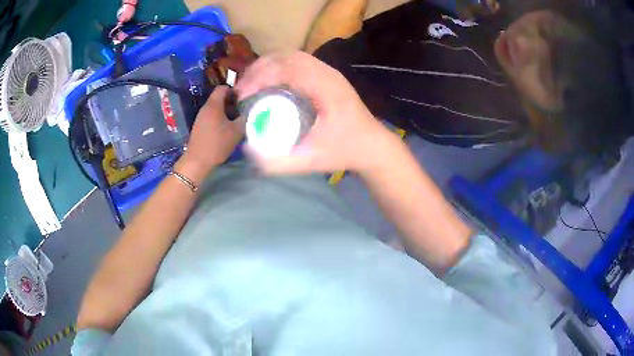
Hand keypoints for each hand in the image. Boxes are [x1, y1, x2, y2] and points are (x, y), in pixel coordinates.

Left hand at [175, 86, 244, 184]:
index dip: (234, 90)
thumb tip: (250, 111)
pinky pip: (211, 117)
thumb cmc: (217, 143)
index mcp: (214, 105)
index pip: (222, 88)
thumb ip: (244, 118)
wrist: (197, 161)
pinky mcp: (199, 127)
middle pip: (219, 98)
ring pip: (215, 108)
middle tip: (243, 110)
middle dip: (232, 102)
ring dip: (226, 112)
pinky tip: (227, 129)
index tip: (243, 98)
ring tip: (236, 120)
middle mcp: (206, 108)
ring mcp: (201, 117)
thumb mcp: (236, 131)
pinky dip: (220, 119)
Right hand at [236, 51, 394, 174]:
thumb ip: (279, 162)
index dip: (260, 78)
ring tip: (250, 84)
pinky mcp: (326, 76)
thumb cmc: (345, 151)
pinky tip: (269, 82)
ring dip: (267, 66)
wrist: (372, 146)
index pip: (286, 69)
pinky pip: (298, 63)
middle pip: (286, 57)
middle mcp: (327, 73)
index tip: (243, 95)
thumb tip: (248, 151)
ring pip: (291, 56)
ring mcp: (328, 72)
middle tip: (242, 89)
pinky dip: (278, 68)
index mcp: (326, 88)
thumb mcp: (312, 161)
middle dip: (259, 69)